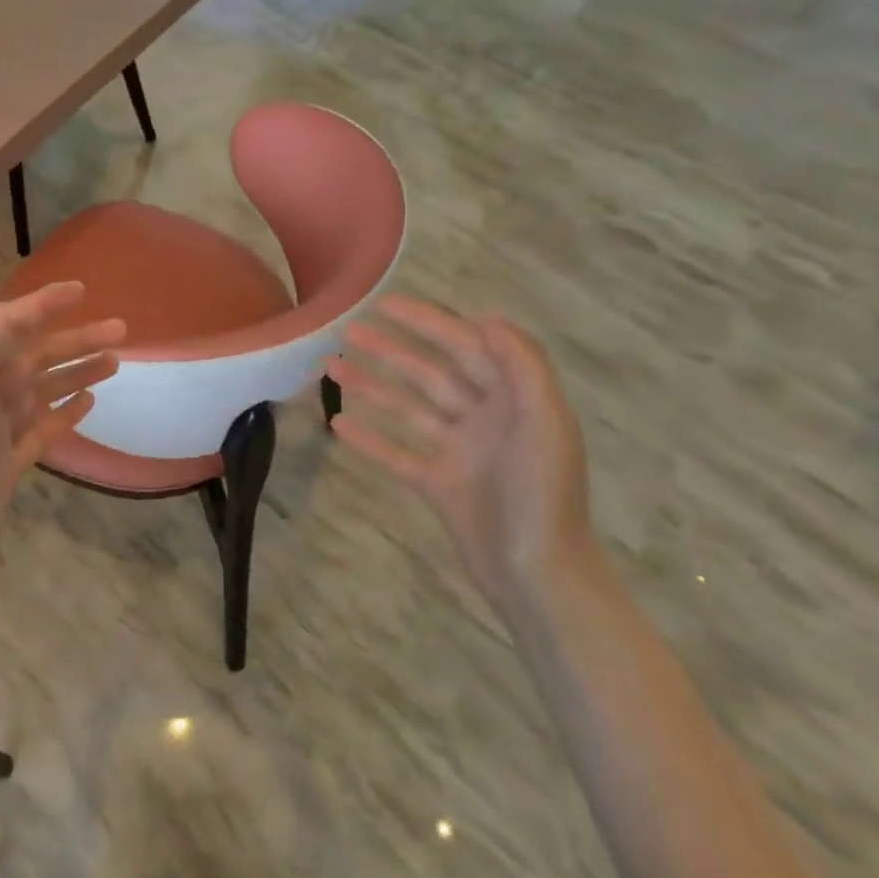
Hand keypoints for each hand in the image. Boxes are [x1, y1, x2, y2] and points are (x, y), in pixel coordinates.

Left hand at [0, 283, 124, 625]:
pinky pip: (39, 429)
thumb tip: (0, 311)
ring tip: (116, 363)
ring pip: (39, 392)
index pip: (2, 329)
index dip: (40, 306)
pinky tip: (89, 403)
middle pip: (29, 359)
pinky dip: (63, 413)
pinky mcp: (3, 469)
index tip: (81, 291)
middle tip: (121, 332)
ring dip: (75, 373)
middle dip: (72, 340)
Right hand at [328, 296, 591, 603]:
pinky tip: (339, 424)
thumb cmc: (543, 491)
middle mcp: (483, 418)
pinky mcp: (438, 485)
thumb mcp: (545, 419)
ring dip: (372, 387)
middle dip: (390, 350)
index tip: (386, 304)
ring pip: (408, 408)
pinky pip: (397, 454)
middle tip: (347, 331)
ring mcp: (458, 452)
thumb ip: (522, 364)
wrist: (539, 573)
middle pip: (429, 373)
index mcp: (512, 398)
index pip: (464, 346)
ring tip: (332, 367)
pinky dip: (370, 439)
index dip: (427, 323)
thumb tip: (486, 316)